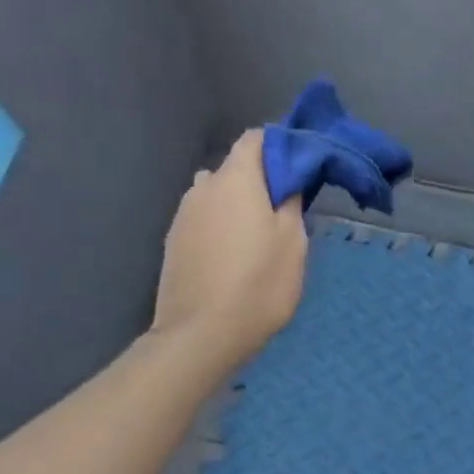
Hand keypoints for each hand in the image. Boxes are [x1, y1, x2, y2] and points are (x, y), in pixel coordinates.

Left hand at [151, 130, 307, 366]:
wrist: (201, 334)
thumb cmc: (259, 282)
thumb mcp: (293, 241)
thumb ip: (290, 201)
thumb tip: (286, 181)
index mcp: (235, 179)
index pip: (254, 139)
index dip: (279, 146)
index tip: (299, 168)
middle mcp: (203, 187)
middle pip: (234, 169)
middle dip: (259, 180)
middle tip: (284, 209)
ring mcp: (183, 216)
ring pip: (216, 196)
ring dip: (237, 205)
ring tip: (258, 237)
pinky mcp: (173, 243)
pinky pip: (204, 221)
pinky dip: (220, 227)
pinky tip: (234, 257)